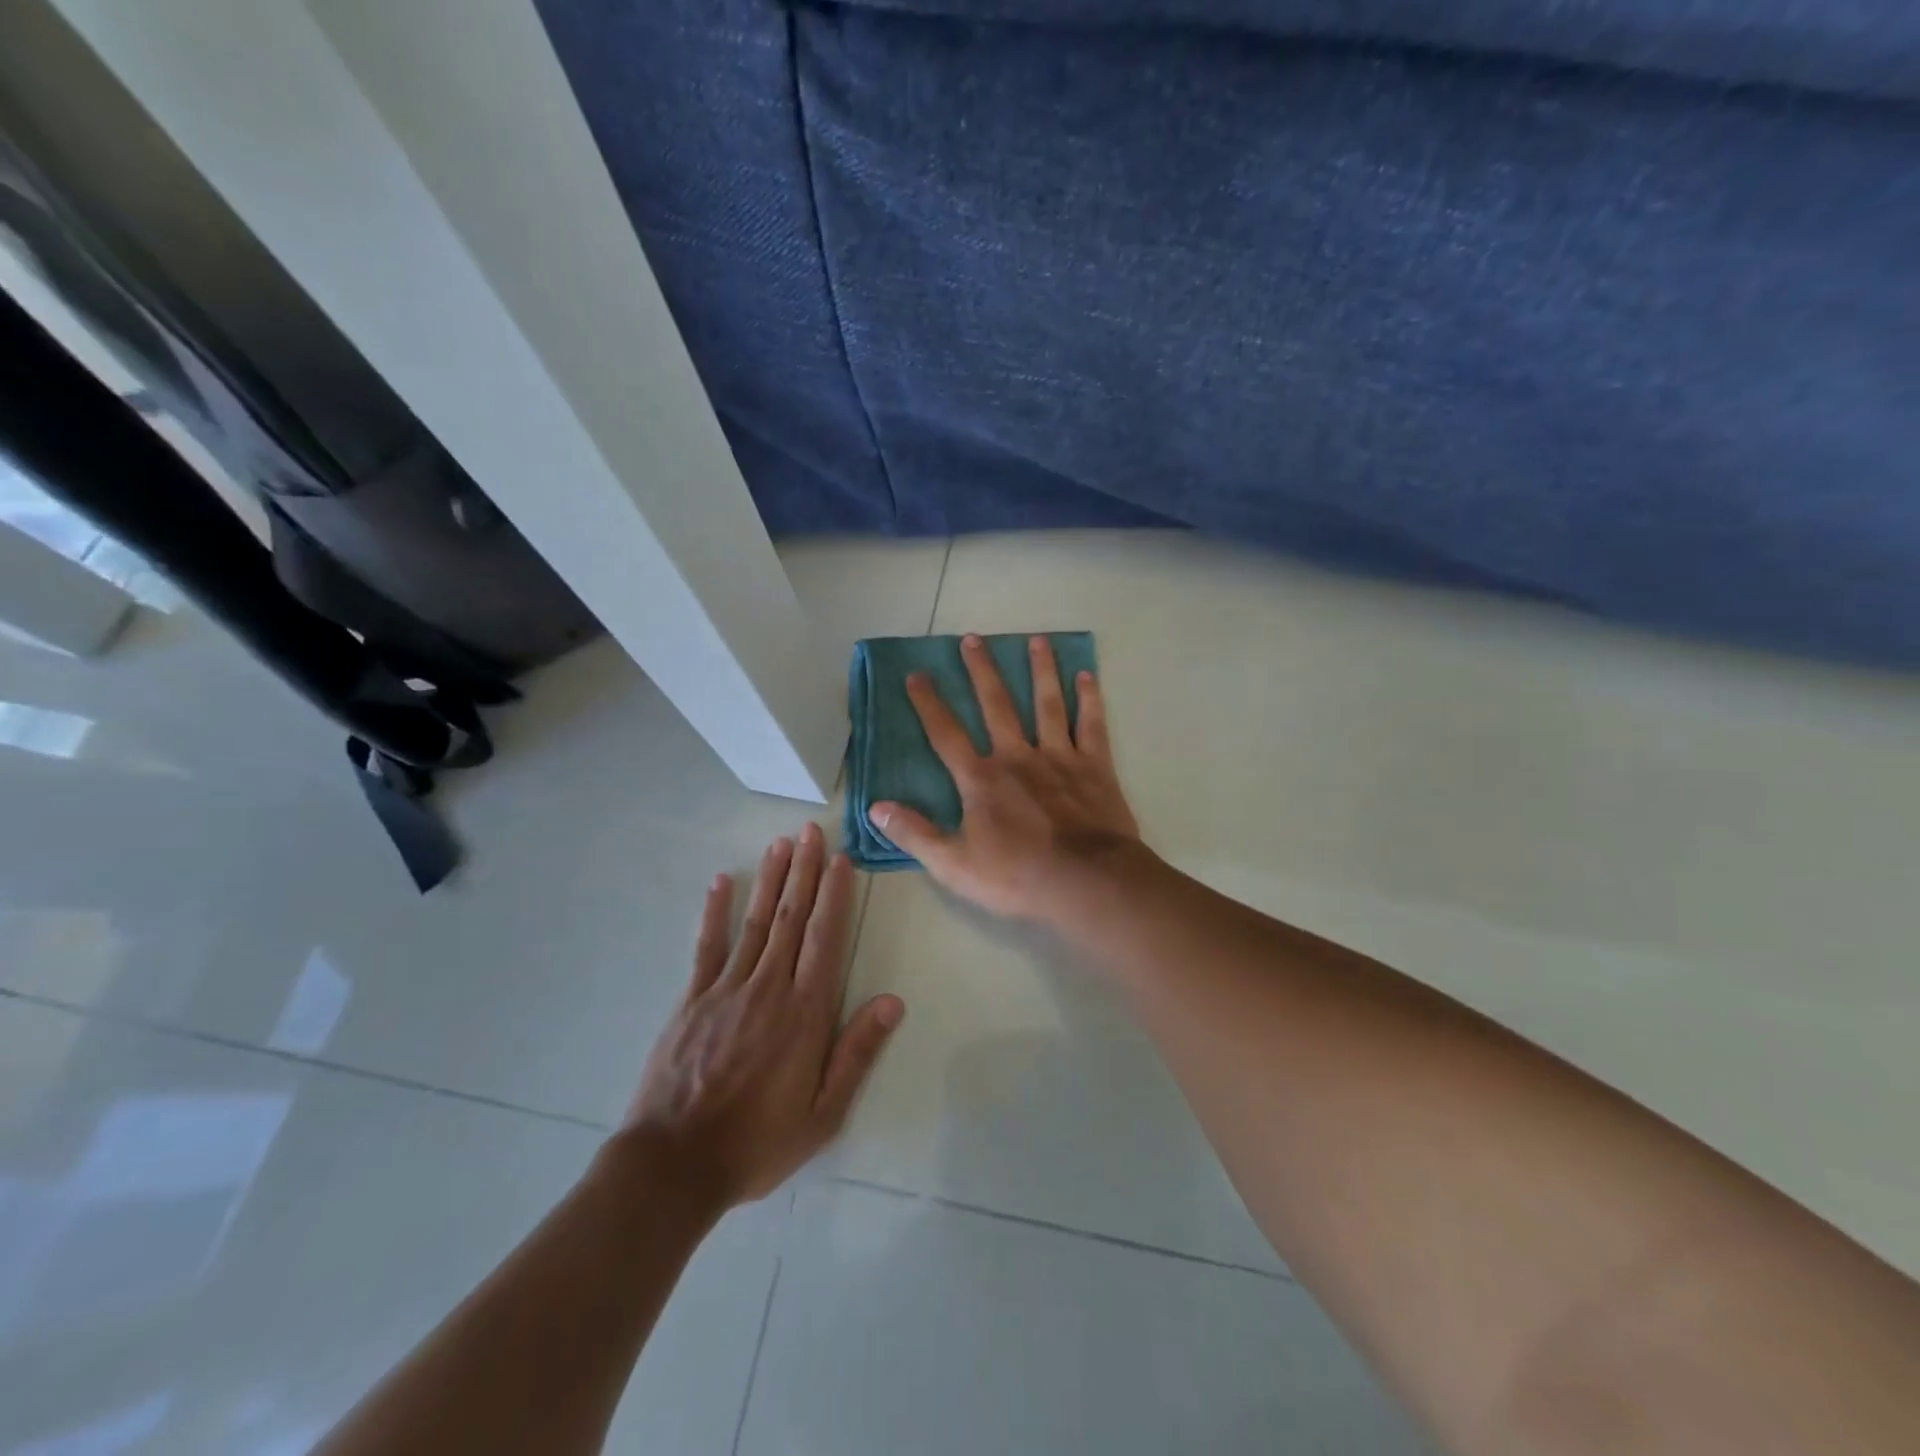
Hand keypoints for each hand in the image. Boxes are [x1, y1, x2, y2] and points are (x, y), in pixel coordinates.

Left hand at [620, 823, 903, 1210]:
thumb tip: (892, 1001)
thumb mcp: (823, 1114)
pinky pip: (707, 946)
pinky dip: (714, 912)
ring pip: (755, 922)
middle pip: (792, 918)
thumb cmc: (758, 1143)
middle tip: (812, 831)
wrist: (673, 1166)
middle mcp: (769, 987)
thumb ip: (857, 1053)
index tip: (840, 859)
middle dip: (804, 871)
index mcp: (804, 1012)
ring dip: (770, 880)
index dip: (834, 895)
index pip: (825, 938)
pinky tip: (720, 882)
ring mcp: (726, 989)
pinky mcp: (691, 999)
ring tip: (780, 843)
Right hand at [869, 633, 1140, 922]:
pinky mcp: (1095, 767)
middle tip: (972, 639)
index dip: (929, 704)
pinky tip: (1086, 675)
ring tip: (1036, 639)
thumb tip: (876, 807)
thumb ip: (915, 834)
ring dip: (1040, 670)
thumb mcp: (954, 865)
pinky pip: (1090, 724)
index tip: (916, 675)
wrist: (1086, 882)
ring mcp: (1059, 757)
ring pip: (1046, 704)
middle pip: (996, 705)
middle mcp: (1017, 756)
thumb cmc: (1017, 877)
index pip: (946, 734)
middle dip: (981, 671)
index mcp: (981, 779)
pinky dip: (1089, 699)